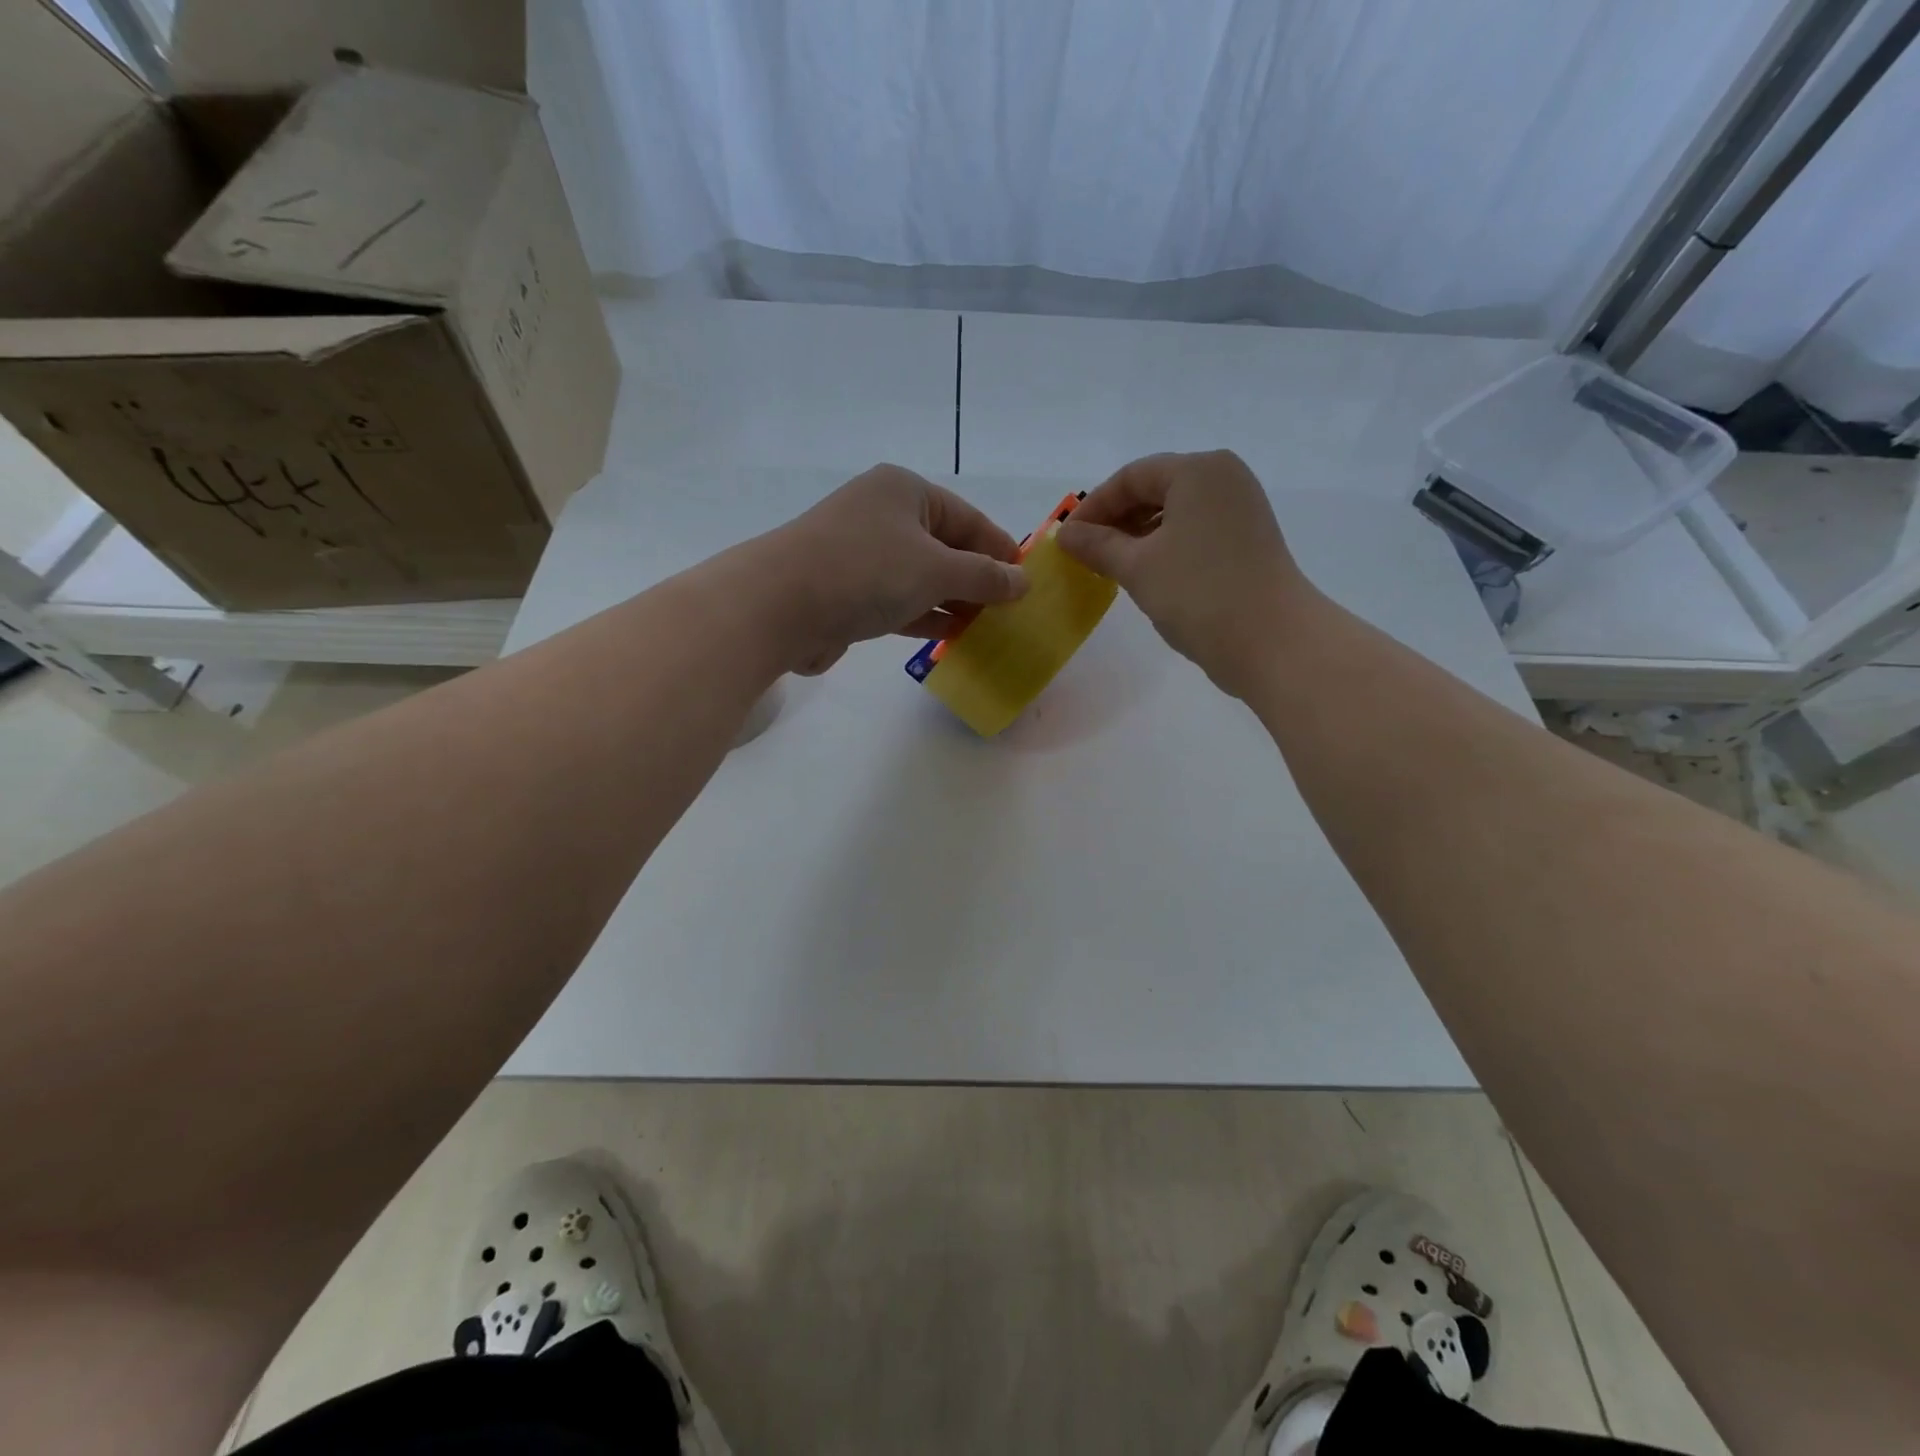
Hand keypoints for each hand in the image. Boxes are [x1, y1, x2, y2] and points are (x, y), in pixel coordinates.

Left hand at [755, 464, 1028, 674]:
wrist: (779, 606)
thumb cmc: (866, 571)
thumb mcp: (936, 570)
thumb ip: (983, 577)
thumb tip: (1023, 583)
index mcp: (905, 492)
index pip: (968, 518)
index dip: (1000, 550)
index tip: (1028, 582)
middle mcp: (882, 516)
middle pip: (945, 547)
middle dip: (977, 580)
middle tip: (1012, 612)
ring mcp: (861, 555)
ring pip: (921, 578)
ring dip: (953, 602)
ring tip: (990, 628)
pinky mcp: (847, 592)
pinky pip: (898, 601)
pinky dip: (925, 616)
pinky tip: (953, 636)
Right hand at [1056, 450, 1314, 697]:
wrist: (1272, 640)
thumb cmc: (1198, 593)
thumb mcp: (1137, 567)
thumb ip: (1097, 546)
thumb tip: (1064, 535)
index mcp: (1198, 471)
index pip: (1132, 476)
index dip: (1093, 507)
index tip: (1066, 541)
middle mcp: (1223, 479)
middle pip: (1155, 488)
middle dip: (1116, 520)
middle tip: (1085, 554)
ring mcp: (1240, 510)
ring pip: (1175, 512)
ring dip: (1138, 535)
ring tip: (1111, 566)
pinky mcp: (1248, 540)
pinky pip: (1194, 531)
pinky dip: (1164, 546)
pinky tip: (1146, 573)